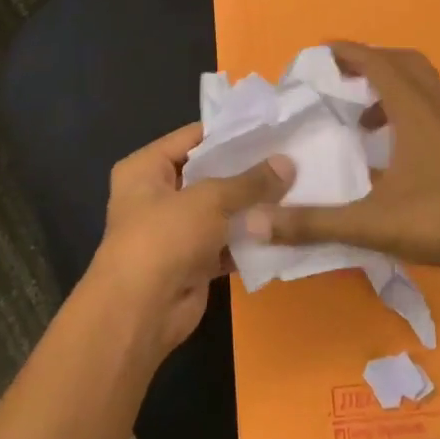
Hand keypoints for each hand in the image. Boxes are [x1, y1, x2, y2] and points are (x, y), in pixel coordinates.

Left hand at [90, 123, 293, 352]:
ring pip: (220, 212)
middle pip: (208, 174)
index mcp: (145, 168)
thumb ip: (250, 182)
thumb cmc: (164, 238)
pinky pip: (226, 243)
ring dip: (252, 208)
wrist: (141, 311)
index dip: (230, 132)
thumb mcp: (209, 200)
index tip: (272, 127)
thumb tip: (288, 162)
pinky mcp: (192, 262)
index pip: (192, 138)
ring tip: (298, 189)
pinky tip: (285, 229)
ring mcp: (175, 231)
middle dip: (247, 171)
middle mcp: (156, 195)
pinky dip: (250, 240)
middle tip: (292, 158)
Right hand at [242, 41, 439, 277]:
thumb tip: (256, 222)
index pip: (378, 63)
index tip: (320, 52)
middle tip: (340, 79)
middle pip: (405, 64)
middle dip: (371, 63)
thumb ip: (313, 223)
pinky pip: (434, 110)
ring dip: (392, 88)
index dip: (348, 52)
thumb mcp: (371, 224)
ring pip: (424, 86)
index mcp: (417, 112)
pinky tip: (395, 152)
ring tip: (363, 119)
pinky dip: (409, 112)